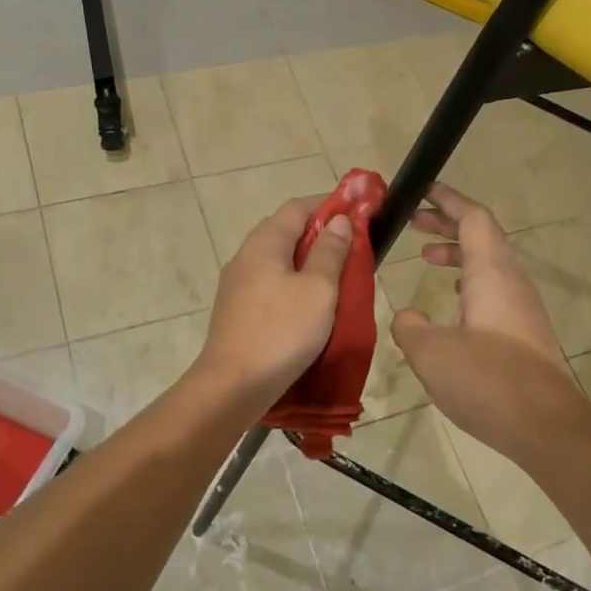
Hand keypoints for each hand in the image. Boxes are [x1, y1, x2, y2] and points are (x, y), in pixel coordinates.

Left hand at [196, 196, 352, 411]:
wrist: (233, 385)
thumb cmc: (282, 331)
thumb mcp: (318, 289)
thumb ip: (330, 251)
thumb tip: (339, 219)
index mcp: (265, 242)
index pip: (298, 207)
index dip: (329, 205)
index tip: (358, 215)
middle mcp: (246, 255)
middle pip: (286, 231)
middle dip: (320, 235)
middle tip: (352, 250)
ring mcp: (237, 284)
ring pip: (278, 260)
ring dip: (307, 262)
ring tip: (336, 279)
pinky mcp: (236, 310)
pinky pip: (270, 284)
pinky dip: (293, 284)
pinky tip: (310, 305)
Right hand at [390, 184, 590, 461]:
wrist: (547, 428)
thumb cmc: (488, 381)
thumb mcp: (431, 352)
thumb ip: (410, 326)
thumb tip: (408, 316)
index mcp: (492, 273)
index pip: (473, 217)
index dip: (447, 200)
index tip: (422, 190)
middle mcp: (512, 281)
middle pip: (481, 236)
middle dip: (447, 224)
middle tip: (413, 222)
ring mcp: (522, 307)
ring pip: (488, 264)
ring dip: (457, 254)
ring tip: (426, 258)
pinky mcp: (524, 332)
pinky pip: (494, 289)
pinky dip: (468, 283)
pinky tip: (451, 305)